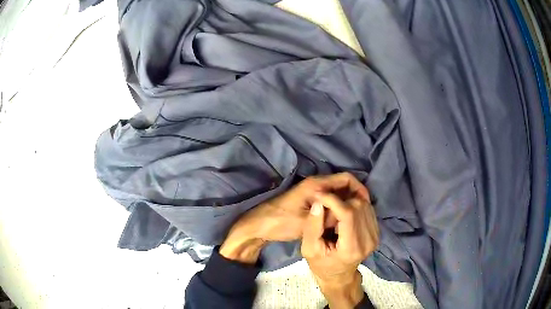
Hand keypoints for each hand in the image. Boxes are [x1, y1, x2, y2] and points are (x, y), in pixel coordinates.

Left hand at [220, 173, 368, 263]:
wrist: (260, 226)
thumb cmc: (282, 222)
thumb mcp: (308, 222)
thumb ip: (330, 216)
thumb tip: (349, 213)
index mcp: (317, 185)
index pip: (346, 179)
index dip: (360, 188)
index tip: (367, 203)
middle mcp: (316, 185)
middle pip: (343, 185)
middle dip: (354, 197)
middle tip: (363, 213)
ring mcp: (312, 192)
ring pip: (336, 194)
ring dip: (346, 203)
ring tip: (354, 218)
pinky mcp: (309, 201)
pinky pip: (329, 201)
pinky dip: (337, 208)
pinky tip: (341, 220)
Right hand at [301, 193, 378, 308]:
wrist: (339, 276)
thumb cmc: (321, 264)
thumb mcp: (309, 249)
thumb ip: (312, 227)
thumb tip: (319, 203)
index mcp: (351, 248)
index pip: (348, 215)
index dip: (333, 200)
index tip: (319, 195)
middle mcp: (368, 241)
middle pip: (358, 207)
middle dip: (339, 200)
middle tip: (325, 205)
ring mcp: (375, 236)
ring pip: (364, 205)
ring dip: (348, 201)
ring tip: (334, 208)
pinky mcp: (377, 232)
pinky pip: (368, 209)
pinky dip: (355, 205)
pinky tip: (344, 210)